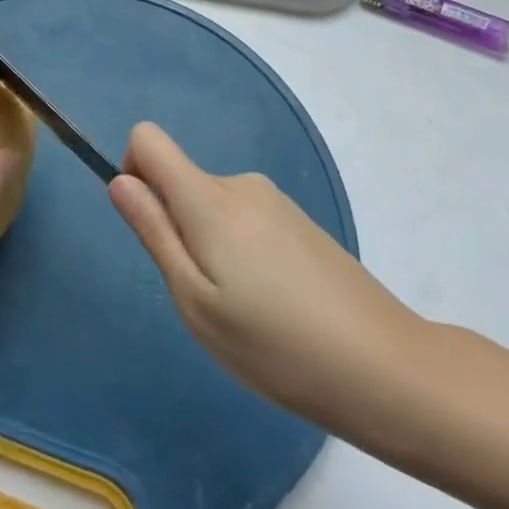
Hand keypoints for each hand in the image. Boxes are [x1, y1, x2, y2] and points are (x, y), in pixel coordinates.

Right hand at [109, 123, 434, 439]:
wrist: (389, 370)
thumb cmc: (277, 345)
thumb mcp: (196, 301)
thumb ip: (154, 232)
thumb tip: (119, 180)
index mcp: (209, 199)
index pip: (148, 139)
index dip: (133, 171)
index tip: (152, 227)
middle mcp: (241, 184)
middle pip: (182, 181)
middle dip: (178, 229)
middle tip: (209, 297)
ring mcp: (276, 201)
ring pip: (214, 206)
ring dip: (213, 247)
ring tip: (248, 311)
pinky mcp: (300, 223)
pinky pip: (246, 221)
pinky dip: (243, 253)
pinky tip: (278, 307)